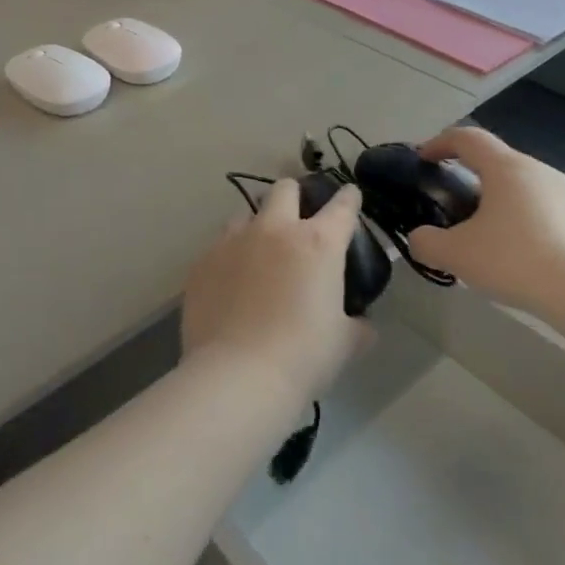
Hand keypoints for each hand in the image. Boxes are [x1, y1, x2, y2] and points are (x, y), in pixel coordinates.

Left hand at [181, 179, 371, 403]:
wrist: (237, 375)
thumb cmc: (303, 356)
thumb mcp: (345, 343)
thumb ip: (357, 325)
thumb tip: (362, 324)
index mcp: (318, 243)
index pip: (341, 206)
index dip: (348, 199)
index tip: (349, 197)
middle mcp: (274, 230)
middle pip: (284, 189)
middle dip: (294, 196)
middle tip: (298, 220)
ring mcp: (233, 242)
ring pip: (245, 214)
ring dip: (257, 226)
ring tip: (258, 253)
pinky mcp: (202, 262)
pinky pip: (218, 246)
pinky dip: (230, 257)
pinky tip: (231, 282)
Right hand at [406, 128, 564, 308]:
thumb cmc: (515, 261)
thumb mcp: (457, 254)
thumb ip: (426, 242)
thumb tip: (419, 238)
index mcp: (505, 167)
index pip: (467, 137)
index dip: (439, 142)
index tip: (422, 158)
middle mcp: (535, 170)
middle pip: (494, 158)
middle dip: (465, 171)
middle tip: (447, 197)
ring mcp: (562, 192)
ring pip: (517, 182)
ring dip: (492, 195)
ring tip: (477, 226)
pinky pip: (536, 204)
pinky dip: (515, 214)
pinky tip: (510, 247)